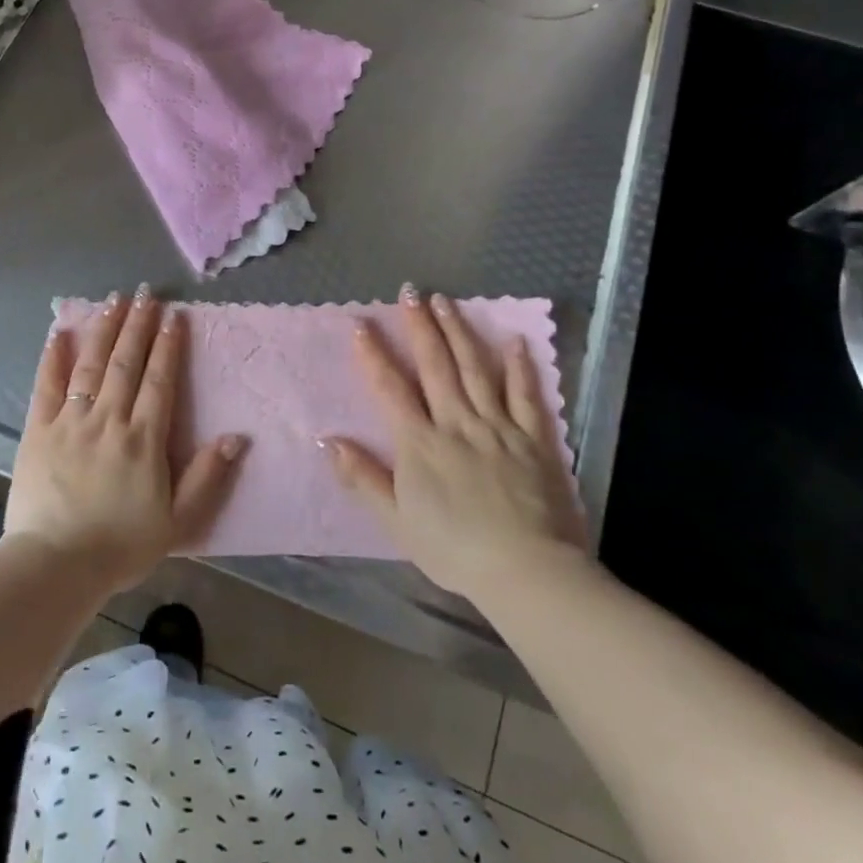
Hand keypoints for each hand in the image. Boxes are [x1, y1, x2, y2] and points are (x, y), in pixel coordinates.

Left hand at [4, 287, 245, 594]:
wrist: (55, 564)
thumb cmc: (120, 545)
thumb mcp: (178, 522)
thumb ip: (207, 477)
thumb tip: (236, 437)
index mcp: (143, 439)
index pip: (159, 380)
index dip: (168, 346)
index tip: (173, 316)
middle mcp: (109, 419)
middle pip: (126, 362)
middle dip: (138, 325)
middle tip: (145, 293)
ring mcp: (71, 421)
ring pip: (91, 364)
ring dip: (104, 329)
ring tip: (114, 300)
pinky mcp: (38, 430)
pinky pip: (47, 385)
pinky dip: (53, 357)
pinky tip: (61, 332)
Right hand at [326, 284, 588, 601]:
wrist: (525, 570)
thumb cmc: (454, 549)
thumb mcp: (397, 521)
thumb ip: (364, 478)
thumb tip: (328, 441)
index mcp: (420, 443)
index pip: (390, 389)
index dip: (373, 355)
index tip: (360, 324)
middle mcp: (456, 423)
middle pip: (435, 366)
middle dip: (420, 327)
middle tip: (410, 293)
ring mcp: (497, 426)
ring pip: (474, 369)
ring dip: (458, 332)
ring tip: (446, 301)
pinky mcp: (533, 438)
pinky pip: (524, 394)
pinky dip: (518, 366)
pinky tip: (512, 340)